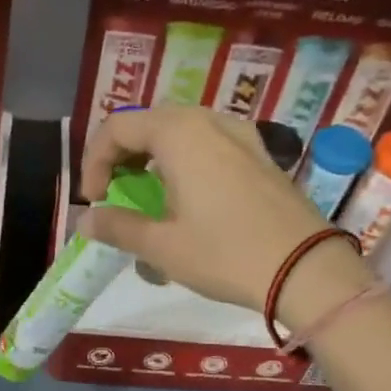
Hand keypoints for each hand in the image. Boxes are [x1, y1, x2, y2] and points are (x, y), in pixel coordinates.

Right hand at [79, 107, 369, 327]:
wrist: (305, 270)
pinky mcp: (260, 155)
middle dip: (122, 156)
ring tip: (148, 195)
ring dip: (153, 158)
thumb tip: (85, 222)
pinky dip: (185, 162)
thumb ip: (117, 227)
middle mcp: (209, 121)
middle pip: (149, 124)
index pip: (117, 128)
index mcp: (178, 133)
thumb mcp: (161, 246)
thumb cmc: (224, 254)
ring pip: (181, 132)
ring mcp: (240, 135)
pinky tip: (188, 198)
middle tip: (115, 192)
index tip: (94, 202)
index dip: (94, 162)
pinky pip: (209, 144)